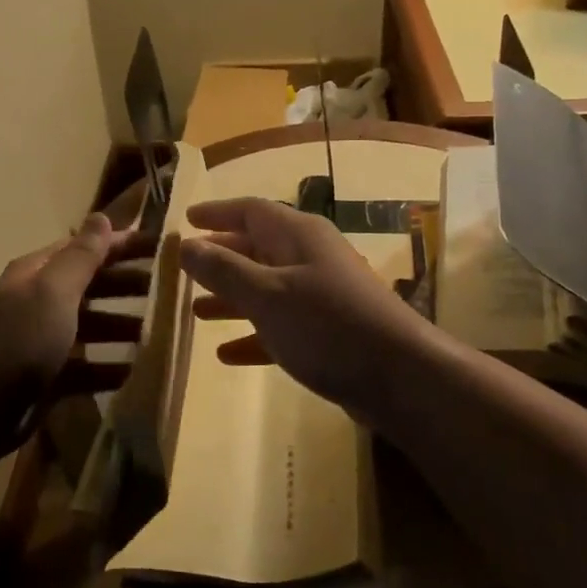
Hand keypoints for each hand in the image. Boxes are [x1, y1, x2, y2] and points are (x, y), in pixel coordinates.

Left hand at [0, 213, 154, 453]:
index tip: (160, 245)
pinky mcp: (44, 380)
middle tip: (166, 288)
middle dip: (125, 284)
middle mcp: (38, 302)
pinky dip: (108, 368)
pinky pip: (84, 368)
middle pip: (90, 286)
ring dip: (121, 326)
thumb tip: (101, 216)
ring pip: (89, 327)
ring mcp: (40, 342)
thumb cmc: (18, 339)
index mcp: (37, 274)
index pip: (85, 249)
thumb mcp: (53, 290)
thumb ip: (81, 256)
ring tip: (157, 331)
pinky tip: (135, 373)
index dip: (120, 244)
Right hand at [180, 197, 433, 419]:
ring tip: (196, 312)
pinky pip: (280, 325)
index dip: (216, 213)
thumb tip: (185, 244)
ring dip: (232, 298)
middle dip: (221, 258)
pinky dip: (253, 335)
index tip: (186, 220)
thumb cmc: (327, 325)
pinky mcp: (328, 332)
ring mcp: (321, 295)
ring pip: (266, 288)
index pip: (250, 210)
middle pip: (256, 248)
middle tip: (185, 269)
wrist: (401, 377)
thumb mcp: (267, 295)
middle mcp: (309, 257)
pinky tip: (227, 354)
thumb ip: (223, 269)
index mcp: (297, 235)